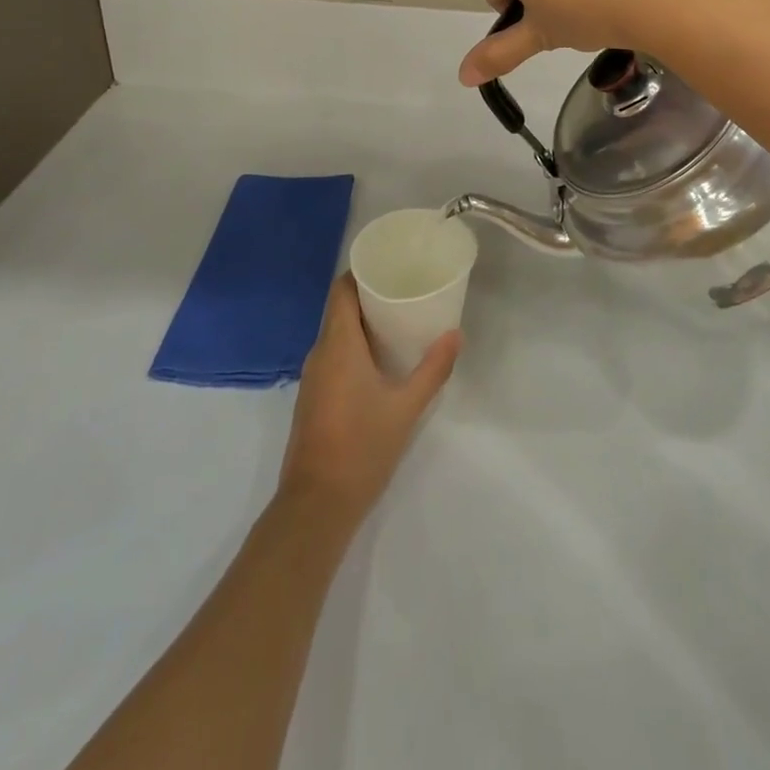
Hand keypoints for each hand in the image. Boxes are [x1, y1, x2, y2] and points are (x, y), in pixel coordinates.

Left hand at [279, 275, 459, 522]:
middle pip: (340, 309)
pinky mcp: (313, 398)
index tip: (390, 264)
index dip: (361, 272)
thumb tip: (455, 334)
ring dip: (362, 322)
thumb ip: (433, 369)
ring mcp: (313, 378)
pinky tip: (381, 358)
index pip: (341, 290)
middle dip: (369, 295)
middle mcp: (320, 354)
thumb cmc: (362, 447)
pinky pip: (333, 355)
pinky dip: (354, 346)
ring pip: (336, 334)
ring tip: (399, 318)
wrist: (316, 505)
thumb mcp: (406, 407)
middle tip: (405, 288)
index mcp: (338, 345)